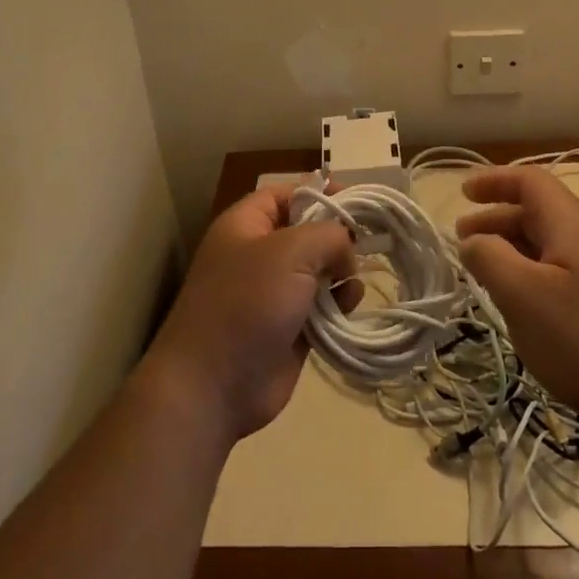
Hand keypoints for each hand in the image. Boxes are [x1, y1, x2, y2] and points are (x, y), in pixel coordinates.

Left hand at [143, 185, 356, 445]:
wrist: (213, 386)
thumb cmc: (247, 303)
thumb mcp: (291, 251)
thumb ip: (329, 235)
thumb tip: (346, 250)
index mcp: (246, 225)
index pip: (286, 194)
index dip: (320, 192)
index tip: (356, 203)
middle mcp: (259, 254)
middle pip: (307, 232)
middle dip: (337, 238)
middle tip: (365, 247)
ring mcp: (273, 294)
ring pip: (319, 271)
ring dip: (341, 275)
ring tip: (350, 286)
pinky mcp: (289, 329)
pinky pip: (322, 307)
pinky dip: (338, 306)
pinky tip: (347, 310)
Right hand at [456, 166, 578, 443]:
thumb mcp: (523, 296)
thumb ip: (489, 258)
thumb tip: (472, 241)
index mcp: (572, 223)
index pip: (530, 180)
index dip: (494, 180)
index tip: (461, 194)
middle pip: (537, 210)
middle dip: (495, 217)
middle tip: (461, 240)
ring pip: (547, 242)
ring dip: (510, 247)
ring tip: (482, 271)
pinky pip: (559, 269)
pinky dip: (529, 270)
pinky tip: (518, 301)